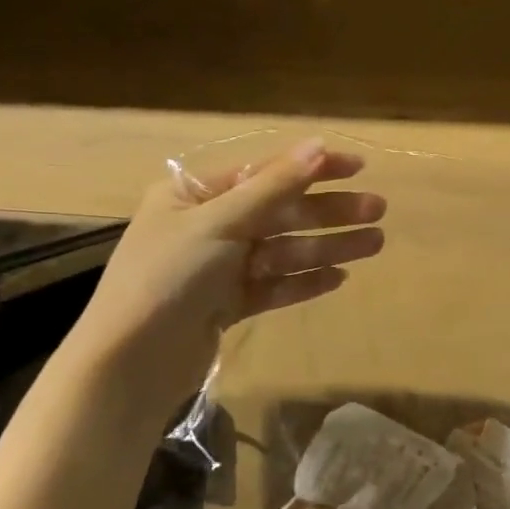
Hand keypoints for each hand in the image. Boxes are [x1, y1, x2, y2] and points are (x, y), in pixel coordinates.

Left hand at [71, 138, 385, 410]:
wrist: (131, 363)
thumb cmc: (169, 277)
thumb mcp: (221, 222)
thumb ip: (274, 186)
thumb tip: (318, 145)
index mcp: (194, 195)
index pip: (264, 172)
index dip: (312, 167)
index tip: (358, 167)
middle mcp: (206, 226)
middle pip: (279, 212)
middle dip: (329, 211)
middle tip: (378, 210)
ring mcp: (217, 268)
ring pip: (282, 250)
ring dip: (327, 246)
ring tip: (374, 244)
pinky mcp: (226, 305)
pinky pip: (273, 285)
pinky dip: (304, 281)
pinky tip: (339, 277)